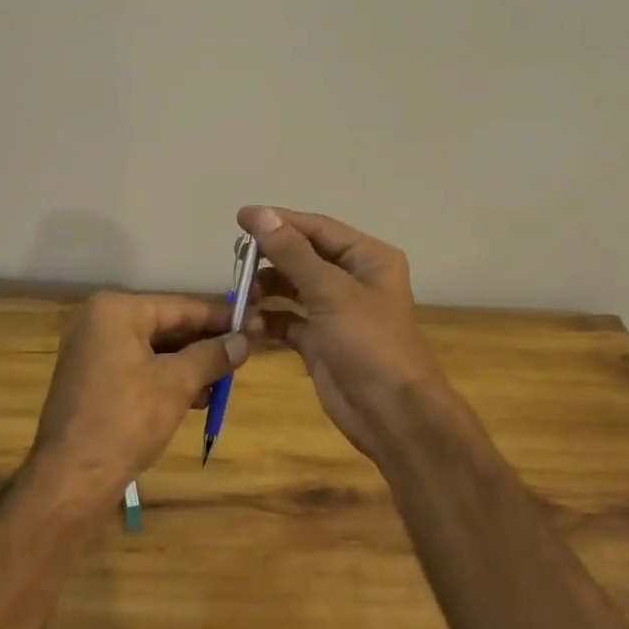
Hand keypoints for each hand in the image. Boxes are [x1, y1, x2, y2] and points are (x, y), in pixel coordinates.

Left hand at [30, 292, 247, 505]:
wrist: (72, 477)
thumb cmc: (127, 419)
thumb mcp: (178, 384)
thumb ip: (212, 356)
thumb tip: (245, 340)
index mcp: (116, 310)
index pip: (180, 307)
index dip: (220, 318)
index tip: (253, 323)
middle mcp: (99, 322)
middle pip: (165, 327)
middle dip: (204, 345)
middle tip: (243, 354)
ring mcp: (91, 352)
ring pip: (153, 350)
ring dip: (188, 366)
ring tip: (223, 384)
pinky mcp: (90, 380)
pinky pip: (137, 368)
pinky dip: (165, 379)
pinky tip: (195, 398)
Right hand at [238, 206, 452, 460]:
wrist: (392, 415)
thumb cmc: (369, 343)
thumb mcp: (330, 291)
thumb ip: (292, 252)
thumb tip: (259, 213)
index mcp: (368, 258)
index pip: (318, 229)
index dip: (279, 221)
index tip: (240, 218)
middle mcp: (353, 279)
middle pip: (304, 256)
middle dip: (271, 258)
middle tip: (236, 260)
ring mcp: (336, 312)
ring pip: (293, 288)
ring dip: (266, 290)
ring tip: (240, 295)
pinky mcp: (321, 341)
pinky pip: (288, 321)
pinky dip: (269, 320)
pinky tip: (249, 323)